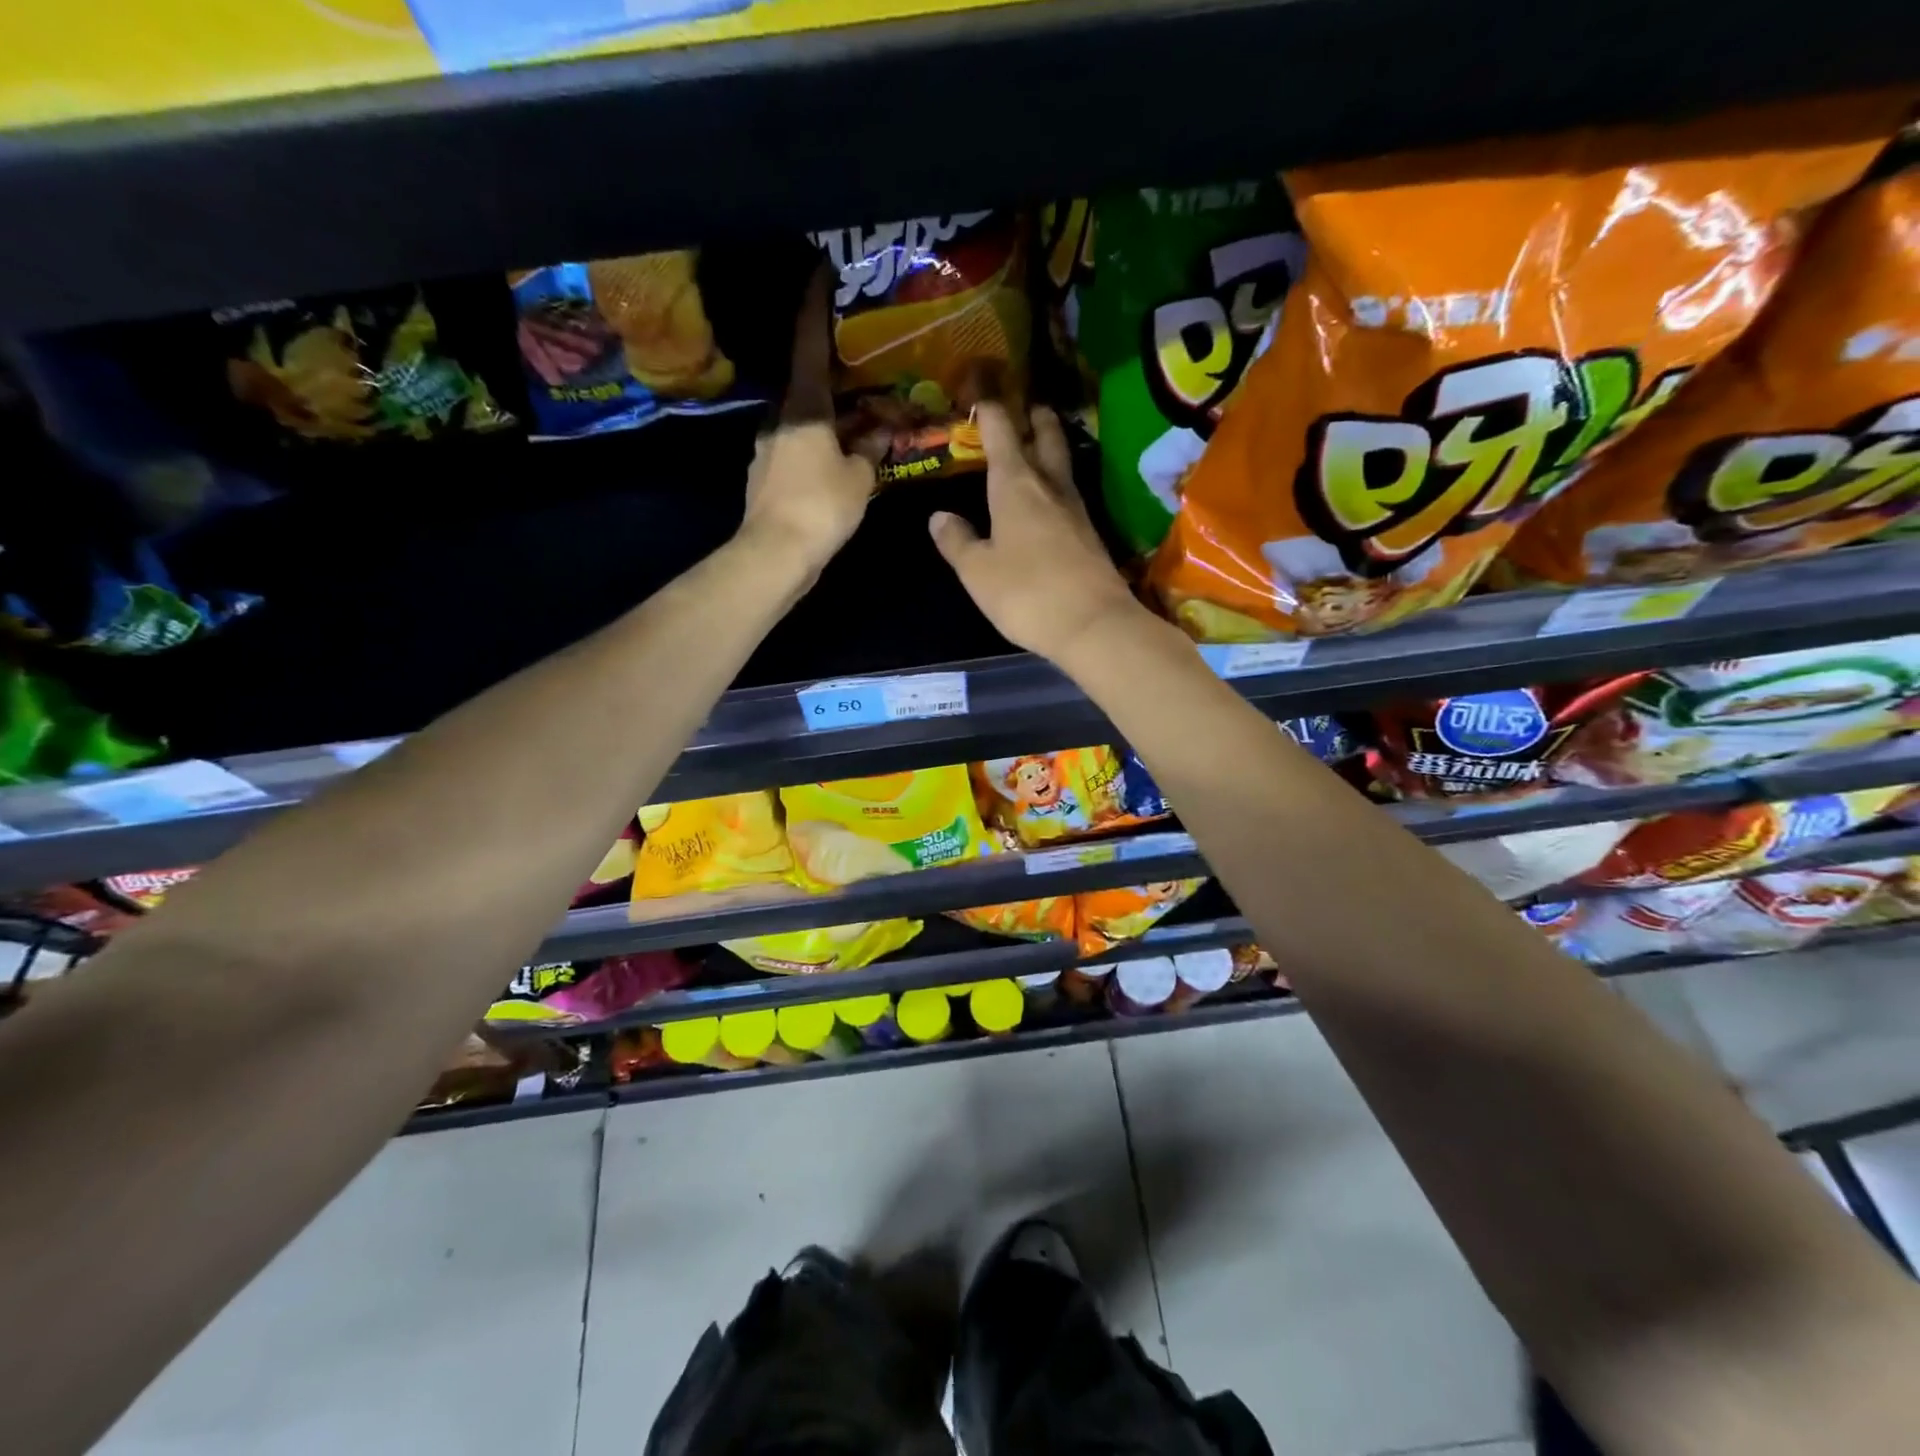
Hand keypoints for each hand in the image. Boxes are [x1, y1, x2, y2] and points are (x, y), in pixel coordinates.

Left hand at [740, 269, 875, 573]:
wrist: (775, 554)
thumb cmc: (821, 507)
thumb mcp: (859, 477)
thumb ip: (870, 450)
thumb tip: (880, 432)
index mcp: (803, 407)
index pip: (809, 345)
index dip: (815, 307)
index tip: (820, 272)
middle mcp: (779, 418)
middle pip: (807, 385)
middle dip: (833, 375)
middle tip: (860, 365)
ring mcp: (768, 447)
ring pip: (803, 420)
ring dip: (829, 417)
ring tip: (859, 420)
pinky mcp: (767, 475)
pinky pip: (798, 448)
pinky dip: (819, 445)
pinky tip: (839, 457)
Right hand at [928, 403, 1147, 662]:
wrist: (1092, 624)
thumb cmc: (1026, 593)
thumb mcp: (978, 571)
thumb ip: (957, 541)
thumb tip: (939, 516)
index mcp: (1015, 486)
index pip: (1001, 433)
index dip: (990, 411)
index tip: (981, 395)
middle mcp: (1048, 487)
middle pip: (1045, 439)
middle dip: (1035, 419)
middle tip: (1029, 406)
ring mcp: (1075, 510)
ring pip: (1061, 466)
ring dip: (1051, 448)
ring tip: (1039, 444)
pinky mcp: (1090, 535)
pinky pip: (1069, 495)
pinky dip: (1057, 485)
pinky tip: (1050, 498)